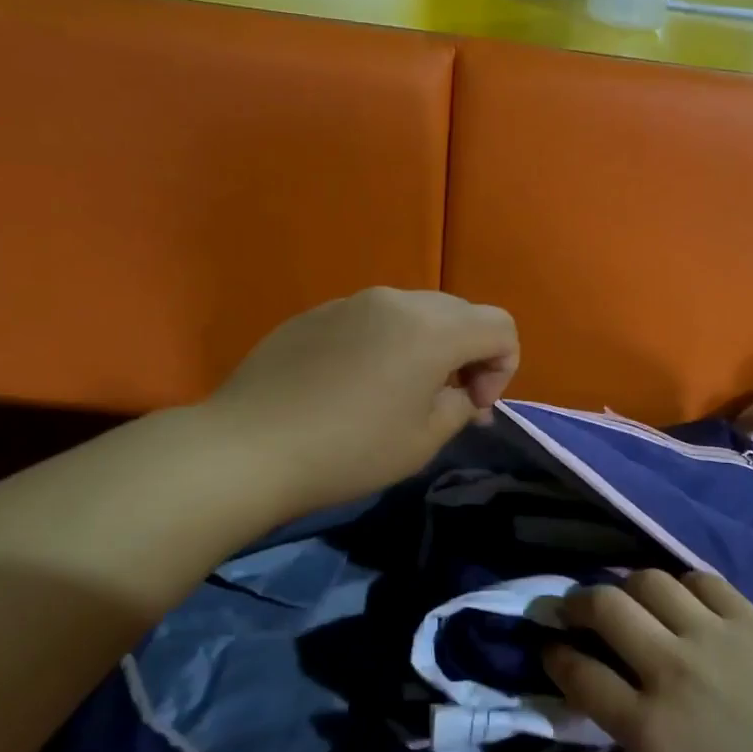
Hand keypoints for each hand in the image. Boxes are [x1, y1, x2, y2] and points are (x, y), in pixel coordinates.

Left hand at [207, 288, 518, 517]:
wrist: (249, 448)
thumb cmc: (349, 451)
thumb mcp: (424, 440)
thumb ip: (461, 406)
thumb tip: (465, 394)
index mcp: (432, 329)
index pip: (500, 326)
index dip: (503, 367)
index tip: (473, 406)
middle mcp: (396, 301)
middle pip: (460, 312)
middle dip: (468, 354)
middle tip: (446, 400)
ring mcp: (351, 301)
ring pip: (415, 312)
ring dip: (427, 346)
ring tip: (400, 392)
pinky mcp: (317, 312)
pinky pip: (372, 318)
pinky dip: (385, 343)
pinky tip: (354, 385)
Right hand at [546, 571, 752, 751]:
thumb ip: (633, 735)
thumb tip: (606, 692)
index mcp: (650, 727)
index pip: (580, 674)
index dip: (554, 655)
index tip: (548, 646)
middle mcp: (671, 670)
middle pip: (604, 609)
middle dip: (576, 602)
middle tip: (574, 609)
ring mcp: (711, 636)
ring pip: (648, 581)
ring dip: (625, 586)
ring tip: (627, 597)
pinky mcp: (747, 617)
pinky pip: (699, 580)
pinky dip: (680, 585)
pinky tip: (679, 597)